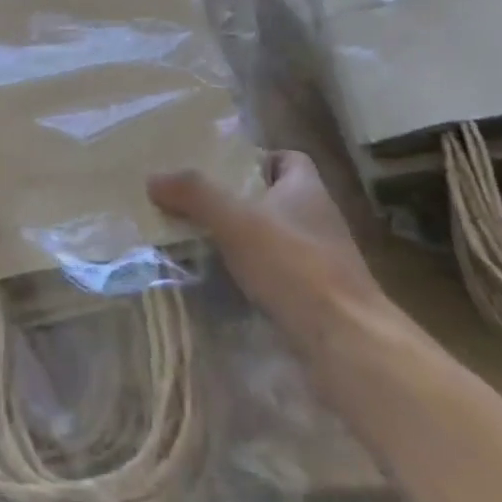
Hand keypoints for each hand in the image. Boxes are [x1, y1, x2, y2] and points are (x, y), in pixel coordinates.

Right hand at [148, 151, 387, 355]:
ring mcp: (321, 261)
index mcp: (307, 190)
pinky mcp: (317, 297)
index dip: (258, 158)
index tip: (222, 170)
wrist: (348, 343)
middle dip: (240, 200)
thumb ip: (195, 194)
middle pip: (277, 198)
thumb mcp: (236, 221)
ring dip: (244, 240)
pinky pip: (278, 274)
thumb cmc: (295, 266)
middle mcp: (318, 220)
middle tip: (197, 204)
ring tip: (200, 242)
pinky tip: (224, 283)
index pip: (288, 159)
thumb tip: (154, 179)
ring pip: (276, 238)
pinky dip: (253, 275)